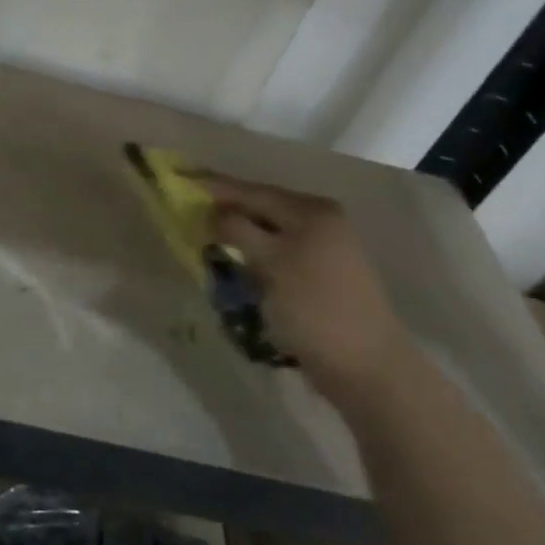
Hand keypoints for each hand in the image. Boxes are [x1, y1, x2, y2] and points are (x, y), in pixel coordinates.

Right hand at [198, 172, 415, 389]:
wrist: (364, 365)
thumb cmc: (314, 308)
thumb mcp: (271, 263)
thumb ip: (239, 230)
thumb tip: (214, 213)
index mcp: (311, 211)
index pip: (253, 191)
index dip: (215, 186)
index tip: (181, 180)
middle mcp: (321, 221)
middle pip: (262, 207)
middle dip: (226, 210)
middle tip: (188, 208)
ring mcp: (323, 248)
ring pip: (268, 231)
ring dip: (238, 233)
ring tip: (205, 234)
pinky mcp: (319, 274)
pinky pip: (277, 252)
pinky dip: (253, 253)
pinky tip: (235, 260)